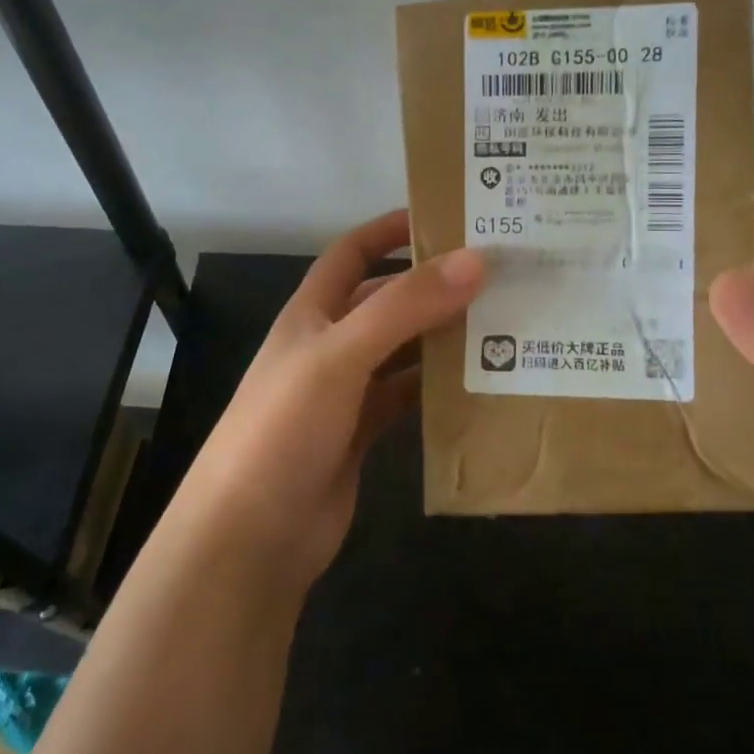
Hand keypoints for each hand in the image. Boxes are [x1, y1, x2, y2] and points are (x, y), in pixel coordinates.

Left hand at [184, 210, 484, 589]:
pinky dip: (437, 388)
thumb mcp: (341, 355)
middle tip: (497, 276)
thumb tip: (474, 260)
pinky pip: (406, 398)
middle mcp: (329, 345)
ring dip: (441, 337)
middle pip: (386, 301)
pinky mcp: (361, 434)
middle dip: (432, 286)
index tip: (447, 217)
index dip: (390, 229)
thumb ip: (405, 307)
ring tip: (502, 324)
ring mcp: (345, 392)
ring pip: (402, 350)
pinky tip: (477, 384)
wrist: (251, 536)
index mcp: (312, 313)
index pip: (352, 252)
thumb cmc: (285, 428)